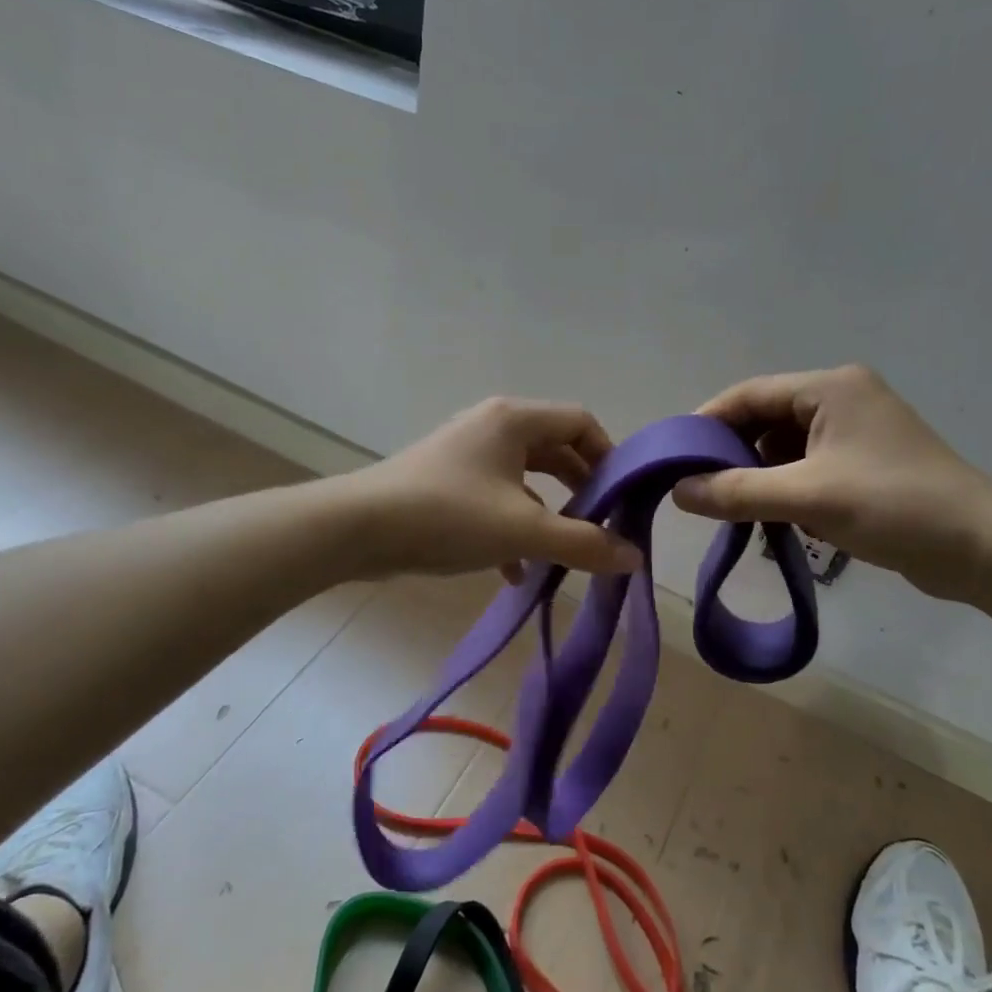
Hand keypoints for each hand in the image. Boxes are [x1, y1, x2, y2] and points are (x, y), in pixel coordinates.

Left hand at [343, 397, 642, 580]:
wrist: (358, 530)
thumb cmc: (448, 516)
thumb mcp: (525, 531)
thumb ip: (584, 543)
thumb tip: (634, 557)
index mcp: (514, 420)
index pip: (580, 421)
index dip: (609, 456)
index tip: (623, 497)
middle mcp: (491, 426)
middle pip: (554, 449)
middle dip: (581, 488)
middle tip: (601, 524)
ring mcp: (465, 454)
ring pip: (523, 478)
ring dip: (547, 513)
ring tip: (562, 552)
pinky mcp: (445, 482)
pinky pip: (494, 498)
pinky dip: (511, 528)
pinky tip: (514, 571)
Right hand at [672, 365, 991, 604]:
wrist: (982, 549)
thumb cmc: (893, 506)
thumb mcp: (806, 497)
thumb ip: (736, 491)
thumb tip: (677, 491)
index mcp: (831, 388)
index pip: (750, 394)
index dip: (707, 422)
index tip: (673, 456)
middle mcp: (843, 400)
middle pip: (766, 420)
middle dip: (733, 455)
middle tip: (698, 489)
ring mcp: (858, 434)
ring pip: (786, 449)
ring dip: (760, 477)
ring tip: (735, 510)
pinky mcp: (867, 465)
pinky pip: (809, 469)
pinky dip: (788, 490)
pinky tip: (779, 521)